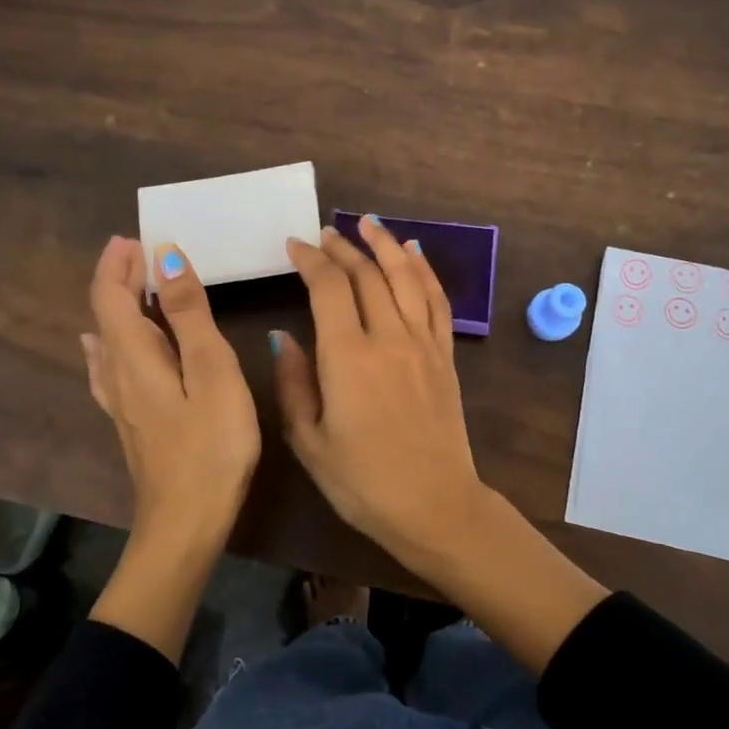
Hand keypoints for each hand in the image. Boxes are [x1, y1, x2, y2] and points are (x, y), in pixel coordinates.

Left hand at [81, 236, 259, 547]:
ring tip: (135, 285)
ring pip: (106, 340)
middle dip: (118, 278)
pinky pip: (109, 366)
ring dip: (117, 306)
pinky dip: (110, 341)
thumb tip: (165, 257)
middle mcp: (117, 374)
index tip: (135, 236)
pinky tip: (104, 348)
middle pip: (105, 315)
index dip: (117, 263)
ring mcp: (120, 402)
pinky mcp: (131, 422)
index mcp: (134, 356)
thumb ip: (189, 315)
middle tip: (142, 250)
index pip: (110, 296)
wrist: (186, 523)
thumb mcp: (211, 372)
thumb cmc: (211, 446)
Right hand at [271, 219, 484, 580]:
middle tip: (325, 233)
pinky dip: (424, 272)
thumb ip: (293, 384)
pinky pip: (437, 301)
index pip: (328, 288)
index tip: (295, 245)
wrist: (434, 505)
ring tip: (368, 223)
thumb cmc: (363, 482)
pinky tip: (414, 254)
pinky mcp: (445, 356)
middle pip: (366, 275)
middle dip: (343, 248)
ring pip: (404, 277)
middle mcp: (388, 338)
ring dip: (385, 246)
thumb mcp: (309, 441)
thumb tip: (282, 337)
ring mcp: (422, 344)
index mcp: (347, 357)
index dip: (310, 260)